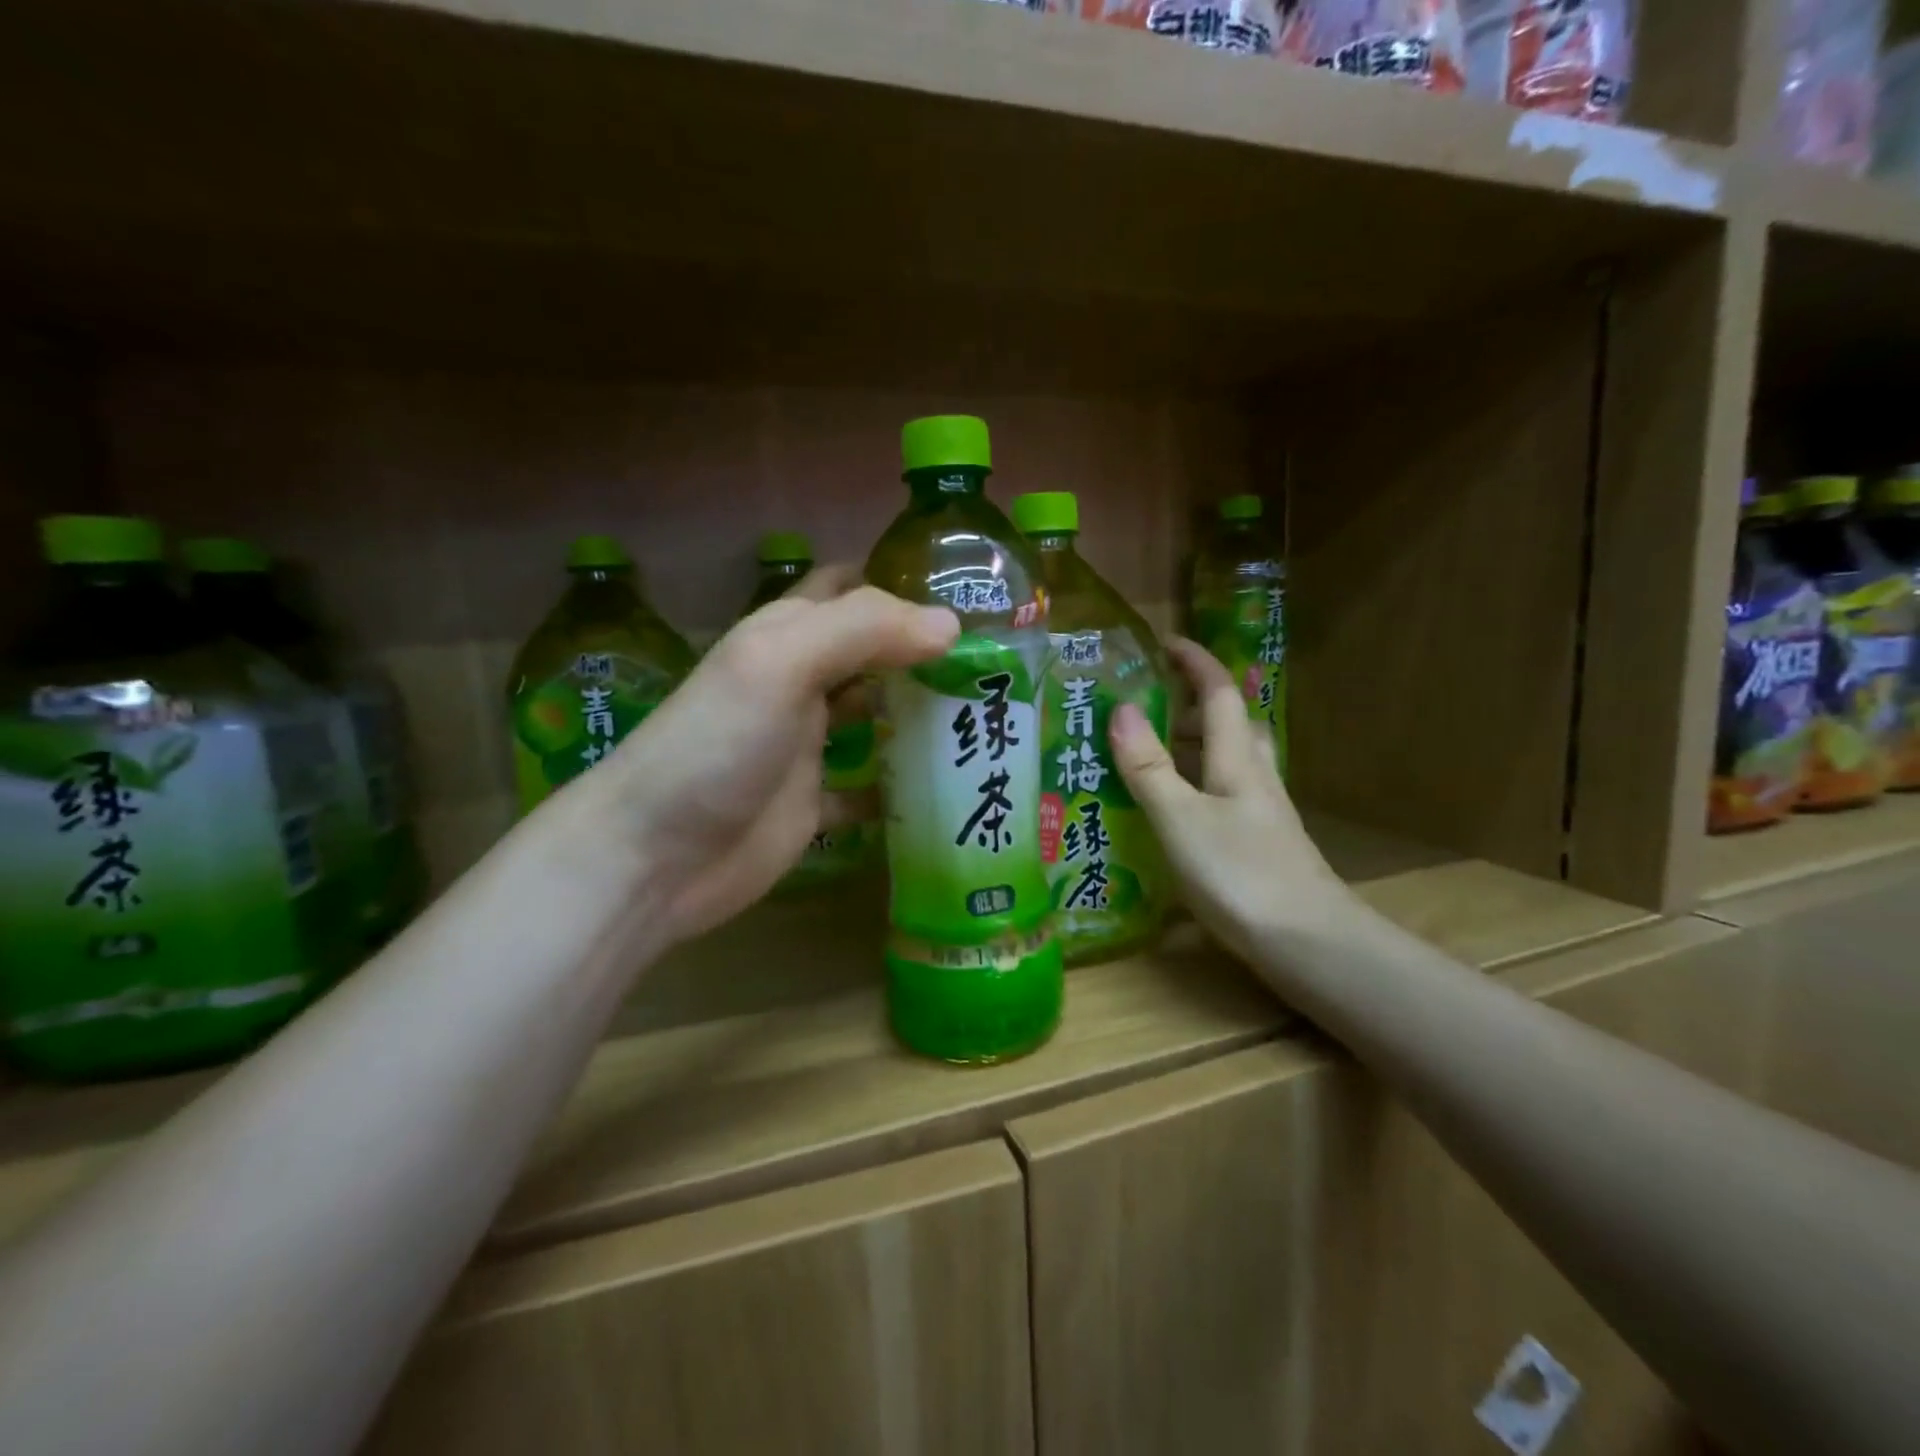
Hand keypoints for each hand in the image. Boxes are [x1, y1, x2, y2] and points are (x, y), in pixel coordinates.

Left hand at [598, 567, 956, 944]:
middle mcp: (801, 682)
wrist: (654, 857)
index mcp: (789, 634)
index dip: (904, 583)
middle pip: (874, 654)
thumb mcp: (781, 663)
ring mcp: (807, 744)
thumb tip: (950, 624)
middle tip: (999, 663)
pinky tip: (946, 788)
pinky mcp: (813, 801)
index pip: (853, 589)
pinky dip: (901, 785)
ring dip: (921, 715)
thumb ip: (864, 629)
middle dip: (928, 653)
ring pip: (876, 716)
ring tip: (989, 718)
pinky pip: (868, 787)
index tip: (973, 592)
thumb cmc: (716, 745)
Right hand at [1109, 638, 1355, 960]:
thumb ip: (1149, 767)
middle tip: (1145, 706)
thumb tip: (1122, 709)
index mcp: (1237, 760)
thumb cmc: (1241, 874)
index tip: (1164, 642)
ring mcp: (1260, 812)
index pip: (1220, 693)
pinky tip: (1169, 812)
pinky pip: (1220, 795)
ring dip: (1190, 747)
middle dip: (1190, 704)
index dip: (1195, 662)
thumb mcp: (1181, 819)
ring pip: (1226, 761)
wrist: (1309, 945)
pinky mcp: (1258, 843)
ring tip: (1145, 755)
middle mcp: (1254, 777)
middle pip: (1229, 724)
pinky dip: (1193, 787)